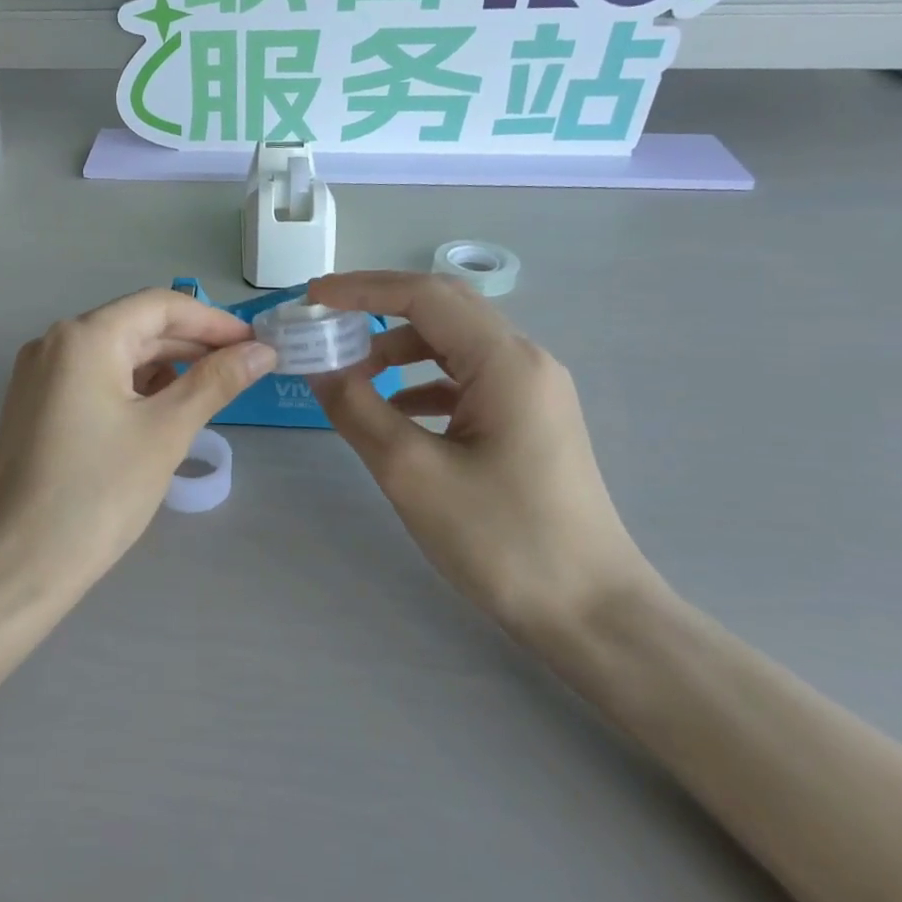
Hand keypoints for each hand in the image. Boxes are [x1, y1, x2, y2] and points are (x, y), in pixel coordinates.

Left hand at [0, 289, 274, 596]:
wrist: (14, 566)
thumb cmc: (96, 494)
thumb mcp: (165, 432)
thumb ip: (216, 382)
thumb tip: (262, 350)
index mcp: (84, 337)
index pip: (161, 305)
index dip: (214, 321)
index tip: (256, 344)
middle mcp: (55, 343)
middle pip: (136, 327)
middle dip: (191, 345)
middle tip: (243, 371)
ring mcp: (39, 376)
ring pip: (115, 356)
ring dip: (164, 369)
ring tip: (208, 395)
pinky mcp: (34, 408)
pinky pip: (94, 381)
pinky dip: (132, 390)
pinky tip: (161, 414)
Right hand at [307, 272, 664, 642]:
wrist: (590, 612)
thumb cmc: (502, 539)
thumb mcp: (413, 472)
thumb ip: (358, 409)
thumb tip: (319, 367)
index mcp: (505, 362)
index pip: (425, 296)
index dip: (362, 288)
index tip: (311, 296)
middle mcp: (525, 362)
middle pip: (443, 310)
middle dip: (378, 310)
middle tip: (325, 323)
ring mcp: (531, 392)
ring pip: (454, 346)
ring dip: (398, 349)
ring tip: (351, 375)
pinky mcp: (528, 421)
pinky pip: (466, 381)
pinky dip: (421, 383)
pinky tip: (394, 412)